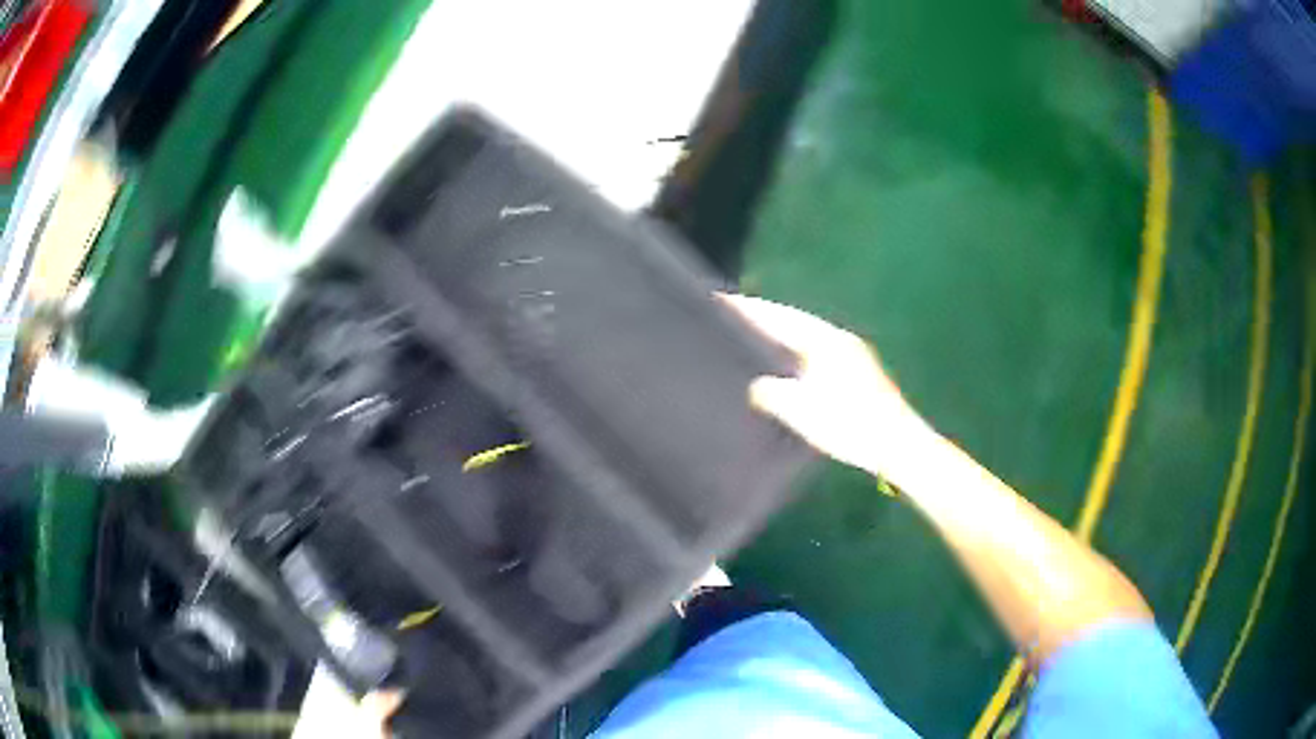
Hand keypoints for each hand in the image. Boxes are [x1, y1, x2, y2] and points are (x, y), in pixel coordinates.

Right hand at [719, 294, 930, 478]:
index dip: (751, 310)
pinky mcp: (860, 375)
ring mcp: (854, 356)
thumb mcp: (801, 411)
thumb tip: (757, 387)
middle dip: (766, 319)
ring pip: (808, 337)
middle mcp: (841, 341)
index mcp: (826, 341)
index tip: (722, 300)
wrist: (898, 445)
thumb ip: (772, 394)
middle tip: (734, 317)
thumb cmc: (850, 426)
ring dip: (783, 336)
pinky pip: (818, 353)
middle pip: (796, 322)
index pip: (781, 317)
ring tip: (755, 339)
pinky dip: (797, 353)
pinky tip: (789, 368)